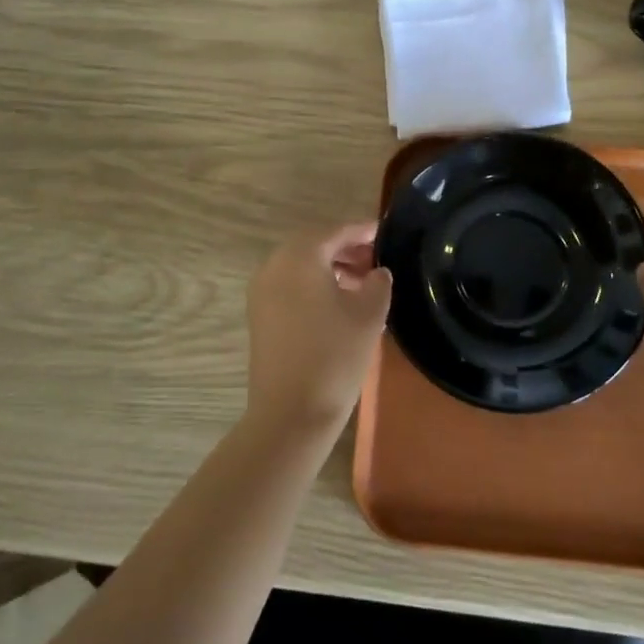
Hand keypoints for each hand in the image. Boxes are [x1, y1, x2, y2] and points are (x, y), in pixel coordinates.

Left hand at [245, 222, 392, 437]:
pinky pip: (290, 285)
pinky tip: (339, 304)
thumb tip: (377, 272)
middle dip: (346, 248)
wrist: (290, 412)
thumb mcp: (369, 314)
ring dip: (330, 267)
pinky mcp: (259, 314)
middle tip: (376, 260)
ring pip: (301, 265)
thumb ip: (378, 283)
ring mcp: (262, 290)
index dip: (362, 230)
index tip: (384, 232)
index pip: (336, 231)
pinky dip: (314, 284)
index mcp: (300, 255)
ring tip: (363, 284)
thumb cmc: (334, 355)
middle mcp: (275, 264)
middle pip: (315, 244)